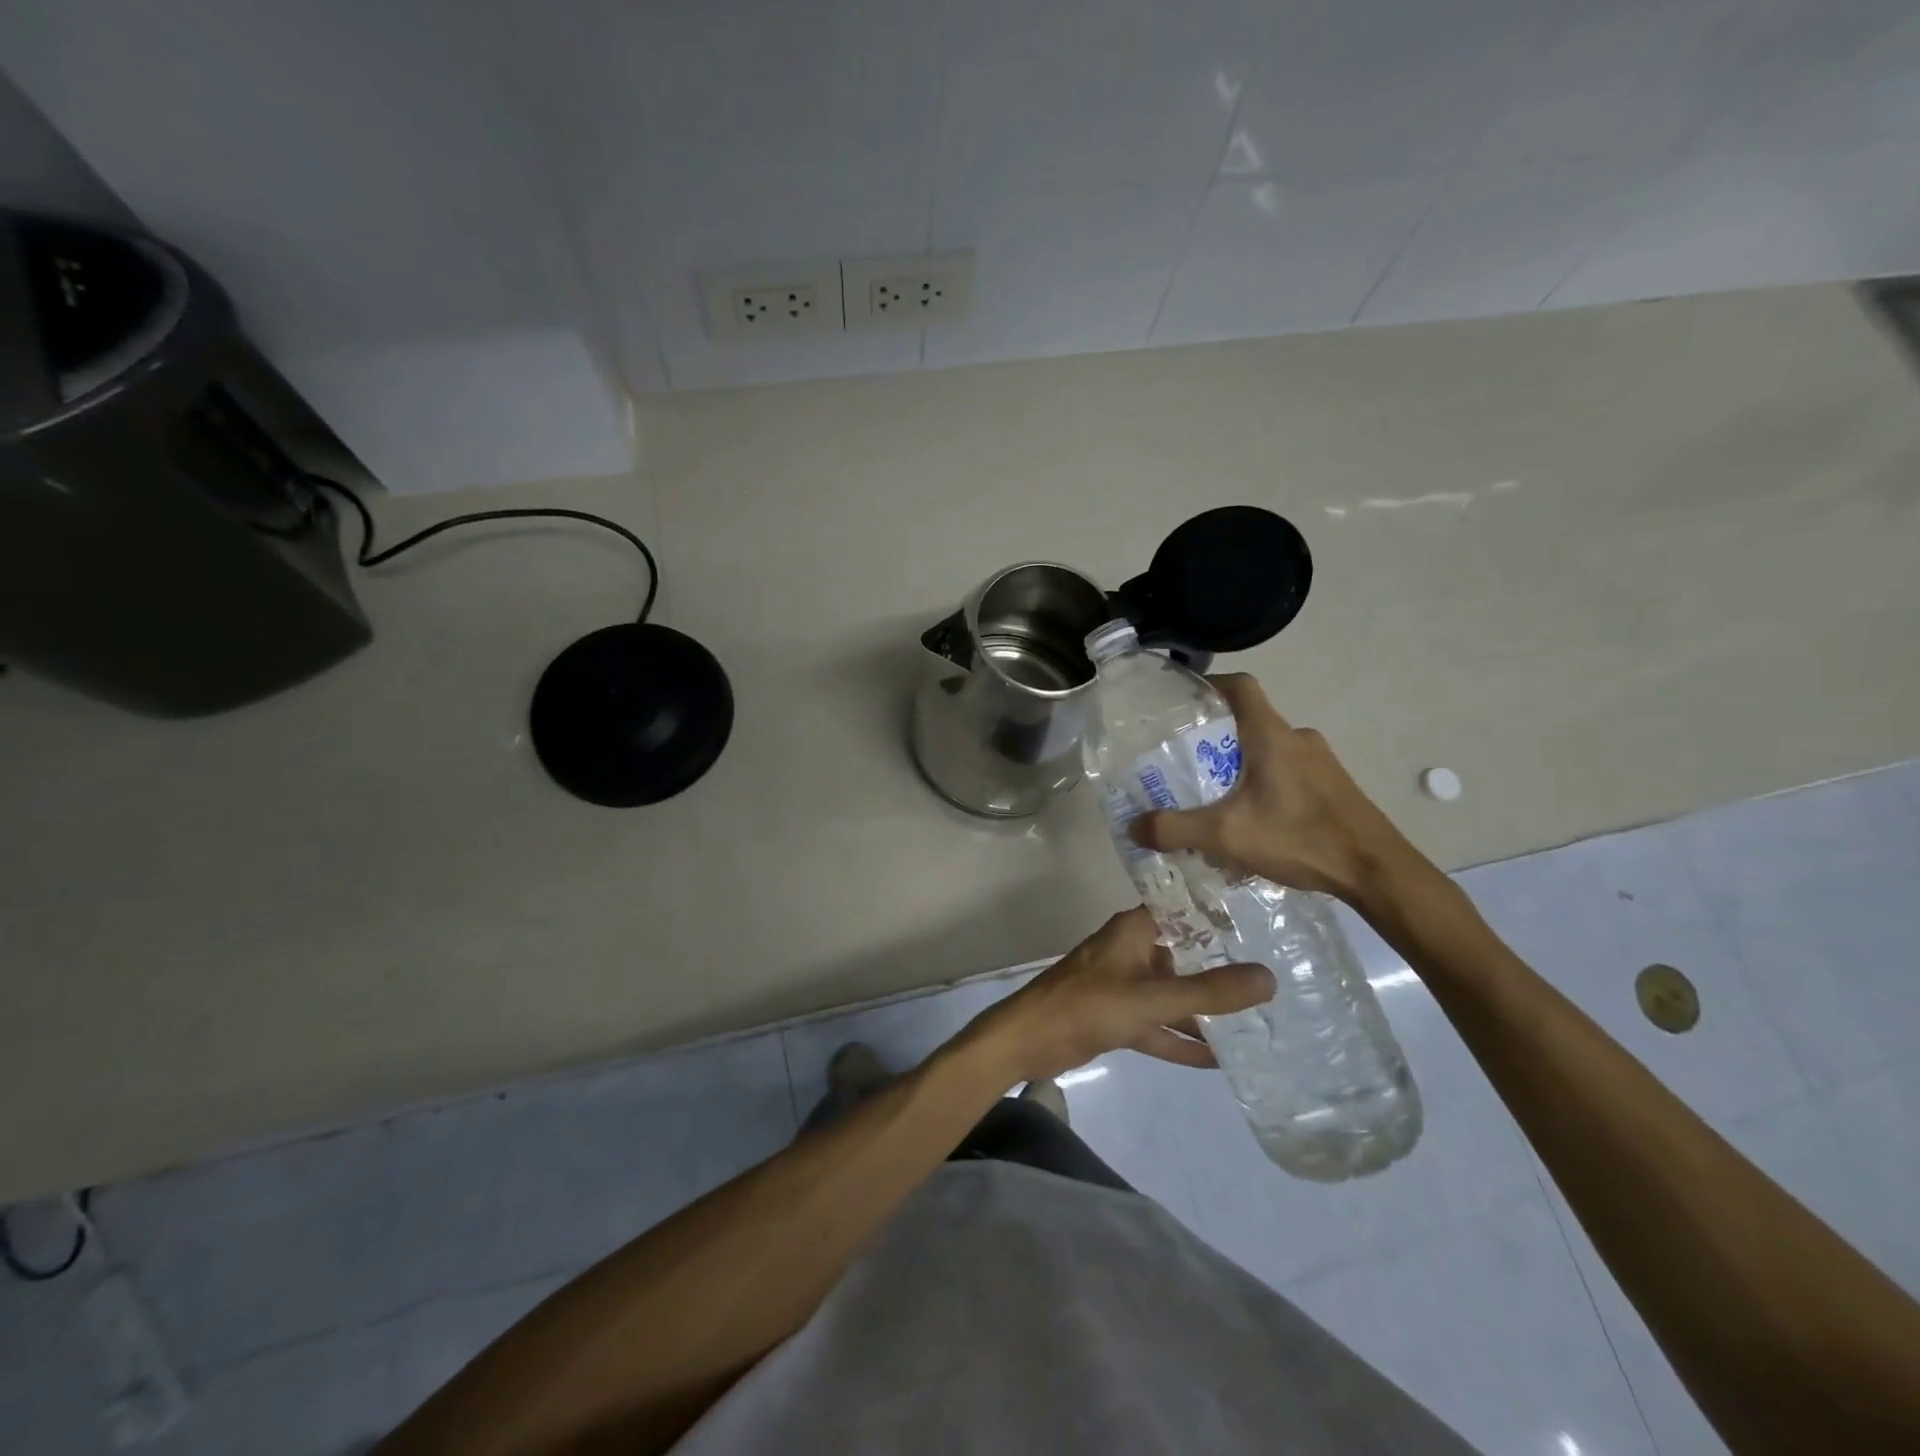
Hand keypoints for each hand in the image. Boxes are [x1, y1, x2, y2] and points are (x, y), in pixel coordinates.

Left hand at [965, 907, 1273, 1084]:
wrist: (1028, 1040)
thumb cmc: (1087, 1005)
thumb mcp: (1151, 998)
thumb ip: (1208, 992)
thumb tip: (1270, 978)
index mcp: (1135, 930)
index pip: (1183, 908)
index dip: (1219, 911)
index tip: (1263, 916)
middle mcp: (1132, 950)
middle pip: (1184, 952)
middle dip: (1222, 964)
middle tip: (1276, 972)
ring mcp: (1124, 984)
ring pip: (1172, 992)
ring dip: (1204, 1008)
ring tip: (1257, 1020)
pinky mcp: (1117, 1016)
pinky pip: (1158, 1023)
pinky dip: (1181, 1039)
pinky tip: (1219, 1058)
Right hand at [1129, 673, 1423, 908]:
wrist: (1377, 872)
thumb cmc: (1300, 838)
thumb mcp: (1226, 835)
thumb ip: (1175, 829)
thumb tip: (1132, 827)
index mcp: (1271, 735)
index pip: (1240, 687)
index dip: (1210, 684)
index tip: (1182, 701)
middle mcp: (1297, 738)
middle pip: (1249, 720)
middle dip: (1215, 737)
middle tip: (1185, 763)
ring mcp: (1321, 761)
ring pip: (1268, 749)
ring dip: (1239, 764)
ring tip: (1214, 797)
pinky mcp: (1332, 785)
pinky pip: (1287, 771)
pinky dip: (1263, 784)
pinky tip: (1252, 820)